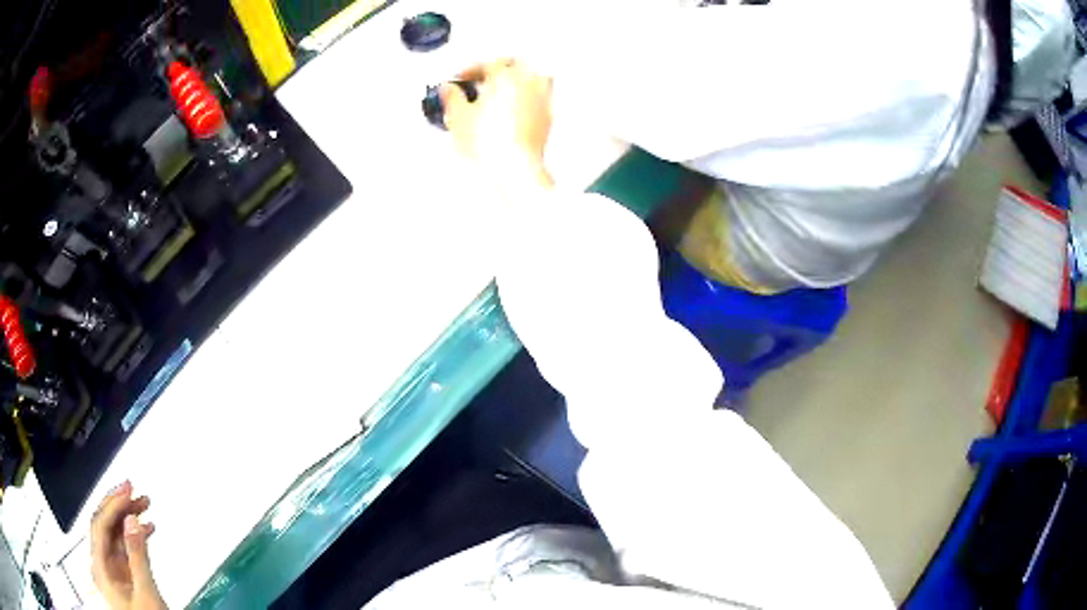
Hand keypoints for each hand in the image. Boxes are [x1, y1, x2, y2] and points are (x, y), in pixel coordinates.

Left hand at [90, 481, 166, 609]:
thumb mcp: (145, 593)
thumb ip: (137, 558)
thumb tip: (131, 520)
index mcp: (100, 568)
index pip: (100, 524)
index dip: (112, 503)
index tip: (127, 489)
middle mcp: (102, 565)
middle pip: (105, 525)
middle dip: (119, 506)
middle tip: (134, 490)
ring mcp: (113, 571)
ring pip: (115, 533)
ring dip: (129, 517)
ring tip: (143, 505)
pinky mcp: (124, 577)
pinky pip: (125, 546)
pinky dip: (135, 535)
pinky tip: (146, 529)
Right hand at [441, 59, 554, 189]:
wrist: (513, 167)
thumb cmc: (488, 141)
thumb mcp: (459, 116)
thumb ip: (452, 97)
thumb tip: (448, 89)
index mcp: (506, 76)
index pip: (488, 63)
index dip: (471, 70)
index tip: (461, 80)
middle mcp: (528, 83)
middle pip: (518, 64)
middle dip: (501, 66)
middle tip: (485, 77)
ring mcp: (542, 100)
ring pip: (537, 77)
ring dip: (522, 78)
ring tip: (506, 89)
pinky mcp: (548, 118)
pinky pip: (542, 98)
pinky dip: (530, 98)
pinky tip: (518, 109)